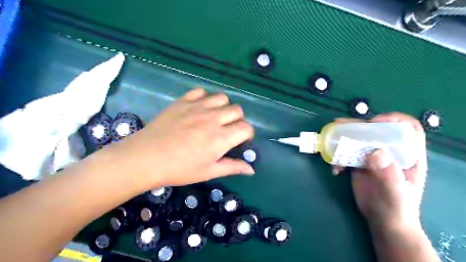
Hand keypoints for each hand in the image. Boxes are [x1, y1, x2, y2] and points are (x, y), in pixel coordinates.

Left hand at [105, 88, 253, 189]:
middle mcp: (213, 119)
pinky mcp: (183, 101)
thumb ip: (232, 168)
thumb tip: (251, 169)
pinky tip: (199, 109)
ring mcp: (197, 107)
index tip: (241, 140)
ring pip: (222, 98)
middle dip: (238, 120)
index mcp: (220, 138)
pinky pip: (201, 91)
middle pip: (237, 110)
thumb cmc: (179, 169)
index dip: (248, 134)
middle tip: (228, 130)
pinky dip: (205, 98)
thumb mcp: (208, 172)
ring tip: (215, 117)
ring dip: (223, 107)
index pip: (246, 128)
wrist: (146, 158)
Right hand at [333, 111, 426, 230]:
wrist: (383, 221)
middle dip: (357, 126)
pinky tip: (335, 169)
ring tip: (330, 142)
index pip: (407, 128)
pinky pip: (347, 153)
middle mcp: (390, 151)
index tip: (373, 122)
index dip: (392, 120)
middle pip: (376, 130)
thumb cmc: (396, 208)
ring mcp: (373, 157)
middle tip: (339, 126)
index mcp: (408, 154)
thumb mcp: (396, 193)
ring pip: (358, 139)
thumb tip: (376, 152)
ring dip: (342, 139)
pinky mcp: (359, 163)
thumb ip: (389, 173)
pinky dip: (338, 157)